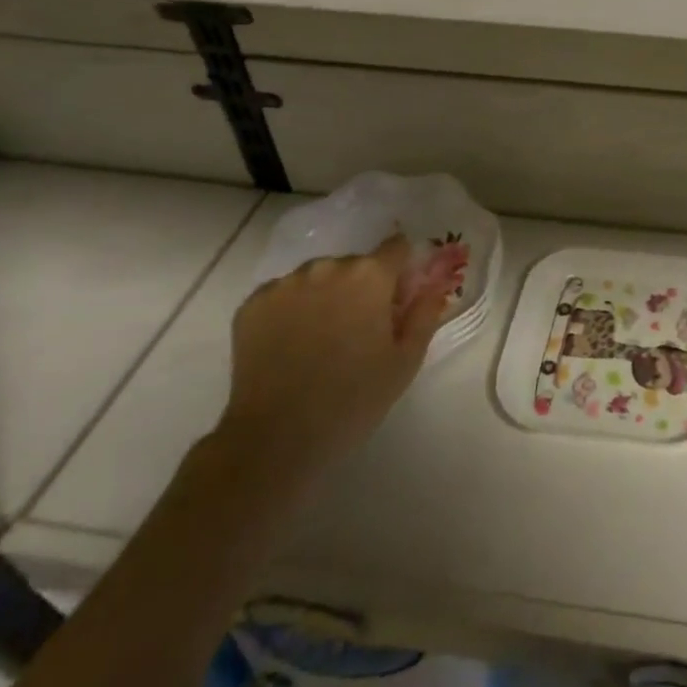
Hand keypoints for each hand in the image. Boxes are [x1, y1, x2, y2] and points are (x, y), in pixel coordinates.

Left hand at [215, 234, 451, 488]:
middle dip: (362, 287)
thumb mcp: (406, 360)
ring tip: (321, 340)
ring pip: (317, 277)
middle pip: (355, 264)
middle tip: (359, 330)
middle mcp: (327, 267)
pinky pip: (283, 294)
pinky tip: (292, 344)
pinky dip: (292, 309)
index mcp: (370, 276)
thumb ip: (425, 312)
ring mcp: (284, 284)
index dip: (401, 270)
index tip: (398, 299)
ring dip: (326, 295)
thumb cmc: (354, 399)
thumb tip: (435, 283)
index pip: (397, 247)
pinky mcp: (252, 304)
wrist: (276, 438)